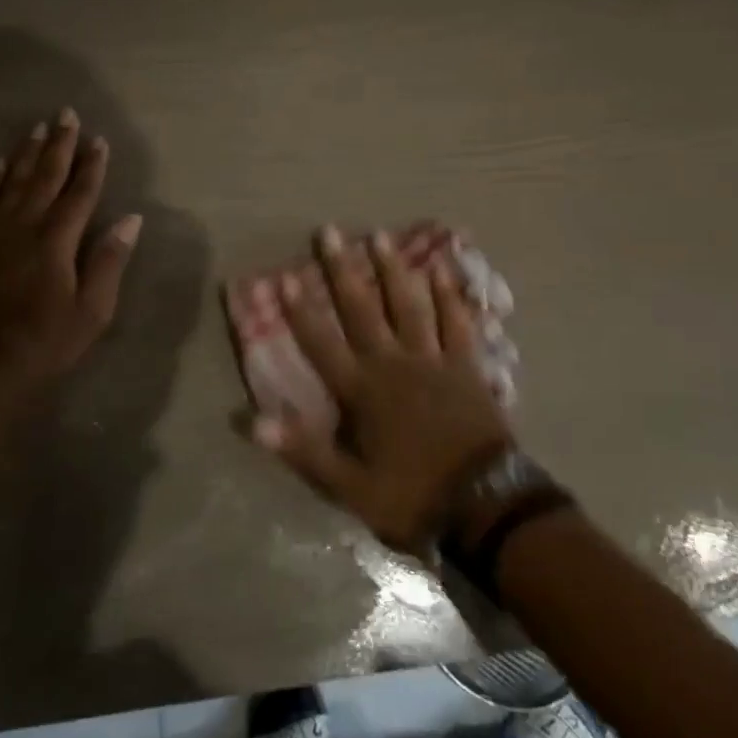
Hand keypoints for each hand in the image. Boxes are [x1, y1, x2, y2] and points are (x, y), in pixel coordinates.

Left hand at [0, 109, 141, 482]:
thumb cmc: (44, 346)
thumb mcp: (91, 311)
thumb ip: (109, 261)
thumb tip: (131, 219)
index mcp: (56, 242)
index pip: (80, 194)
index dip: (92, 166)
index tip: (101, 140)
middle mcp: (23, 227)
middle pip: (44, 177)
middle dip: (59, 145)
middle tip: (66, 114)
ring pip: (11, 182)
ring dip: (26, 154)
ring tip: (37, 128)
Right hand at [253, 225, 512, 555]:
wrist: (484, 506)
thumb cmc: (412, 495)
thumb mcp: (349, 486)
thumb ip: (303, 449)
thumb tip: (252, 421)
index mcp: (362, 391)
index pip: (322, 343)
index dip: (300, 310)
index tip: (283, 275)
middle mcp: (393, 364)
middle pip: (363, 310)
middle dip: (342, 270)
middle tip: (330, 231)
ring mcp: (432, 360)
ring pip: (409, 305)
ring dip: (393, 270)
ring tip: (380, 235)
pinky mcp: (466, 365)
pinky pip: (456, 323)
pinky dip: (450, 296)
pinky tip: (442, 270)